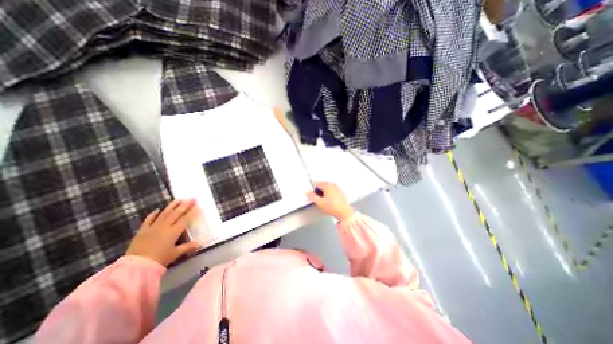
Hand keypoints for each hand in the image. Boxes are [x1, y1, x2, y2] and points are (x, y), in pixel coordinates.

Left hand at [126, 198, 199, 265]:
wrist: (136, 266)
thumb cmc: (159, 259)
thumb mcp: (175, 254)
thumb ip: (187, 247)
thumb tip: (199, 242)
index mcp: (174, 232)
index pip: (185, 219)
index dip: (192, 212)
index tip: (198, 206)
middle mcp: (165, 226)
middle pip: (176, 214)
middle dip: (185, 205)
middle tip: (191, 198)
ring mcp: (153, 227)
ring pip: (164, 213)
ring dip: (172, 206)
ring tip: (178, 199)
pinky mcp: (142, 230)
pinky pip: (149, 220)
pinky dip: (153, 214)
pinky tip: (158, 209)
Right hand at [306, 181, 355, 221]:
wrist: (344, 212)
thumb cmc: (332, 207)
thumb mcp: (319, 202)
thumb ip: (312, 196)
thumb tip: (307, 192)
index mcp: (327, 185)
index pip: (317, 183)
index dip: (313, 189)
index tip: (313, 195)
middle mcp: (333, 185)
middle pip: (322, 185)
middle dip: (319, 191)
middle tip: (319, 199)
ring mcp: (338, 188)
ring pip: (328, 189)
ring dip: (325, 193)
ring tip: (325, 202)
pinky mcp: (341, 193)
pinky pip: (333, 191)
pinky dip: (330, 195)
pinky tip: (330, 202)